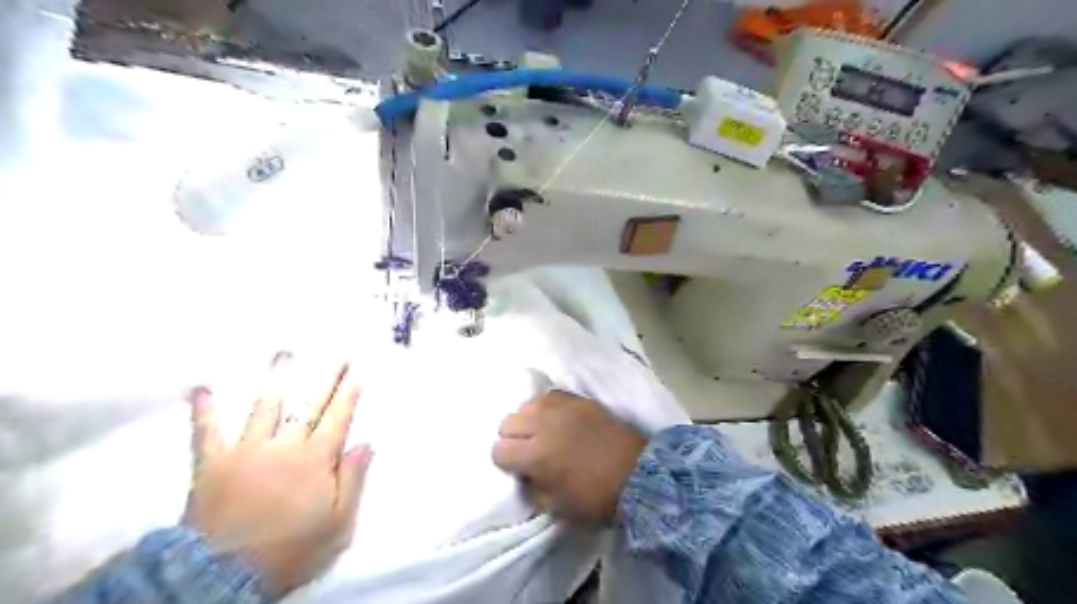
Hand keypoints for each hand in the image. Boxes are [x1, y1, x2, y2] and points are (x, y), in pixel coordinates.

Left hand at [182, 354, 372, 594]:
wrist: (224, 577)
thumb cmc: (291, 550)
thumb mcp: (338, 523)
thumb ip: (353, 480)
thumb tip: (366, 443)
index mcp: (316, 460)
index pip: (338, 418)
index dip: (349, 394)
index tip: (357, 372)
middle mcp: (285, 446)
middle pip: (310, 406)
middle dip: (326, 379)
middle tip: (337, 355)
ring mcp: (247, 451)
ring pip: (265, 408)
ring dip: (276, 380)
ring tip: (285, 354)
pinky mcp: (213, 464)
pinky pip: (207, 433)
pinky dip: (205, 411)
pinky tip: (202, 388)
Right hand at [490, 393, 642, 522]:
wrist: (638, 473)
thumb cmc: (597, 497)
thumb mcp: (557, 508)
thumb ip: (532, 489)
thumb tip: (524, 474)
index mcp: (536, 456)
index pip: (499, 450)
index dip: (504, 461)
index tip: (516, 467)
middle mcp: (543, 425)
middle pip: (507, 422)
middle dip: (511, 438)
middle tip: (526, 449)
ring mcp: (561, 407)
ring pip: (526, 405)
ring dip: (527, 420)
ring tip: (540, 431)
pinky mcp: (578, 399)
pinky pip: (549, 395)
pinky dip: (546, 406)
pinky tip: (555, 417)